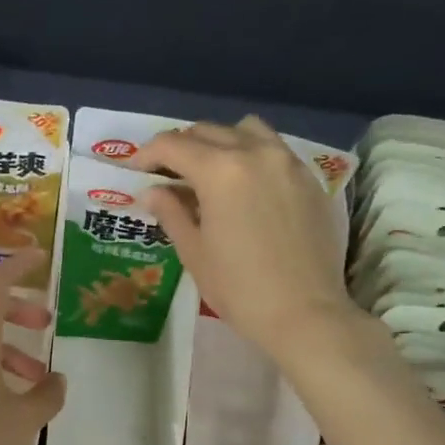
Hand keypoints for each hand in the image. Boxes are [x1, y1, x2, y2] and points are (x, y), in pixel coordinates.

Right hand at [135, 116, 352, 353]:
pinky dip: (251, 155)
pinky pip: (274, 149)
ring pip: (245, 131)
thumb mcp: (195, 253)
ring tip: (209, 172)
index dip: (147, 154)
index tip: (135, 170)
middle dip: (181, 147)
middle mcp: (255, 153)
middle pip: (207, 132)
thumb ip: (171, 212)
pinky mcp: (309, 179)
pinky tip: (245, 186)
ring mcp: (287, 162)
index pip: (173, 145)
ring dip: (220, 142)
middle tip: (167, 174)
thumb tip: (152, 191)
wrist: (305, 313)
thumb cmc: (240, 289)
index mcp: (220, 170)